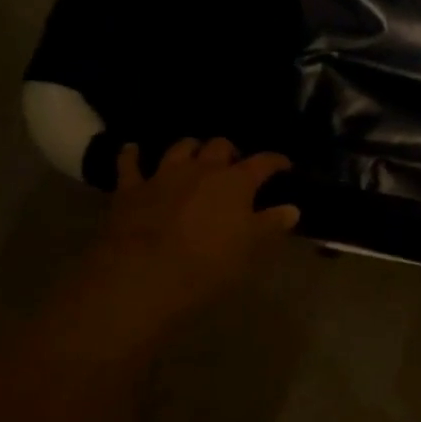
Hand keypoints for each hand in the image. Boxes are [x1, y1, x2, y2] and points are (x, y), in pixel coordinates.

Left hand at [67, 139, 298, 339]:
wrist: (142, 275)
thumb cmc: (208, 262)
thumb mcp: (251, 247)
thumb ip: (272, 223)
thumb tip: (292, 209)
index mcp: (236, 181)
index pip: (264, 162)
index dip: (276, 161)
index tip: (284, 166)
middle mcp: (202, 168)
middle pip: (220, 146)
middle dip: (230, 152)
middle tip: (234, 165)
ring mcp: (164, 175)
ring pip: (181, 148)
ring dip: (191, 149)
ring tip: (195, 156)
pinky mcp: (130, 189)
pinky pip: (129, 164)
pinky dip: (132, 155)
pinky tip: (133, 149)